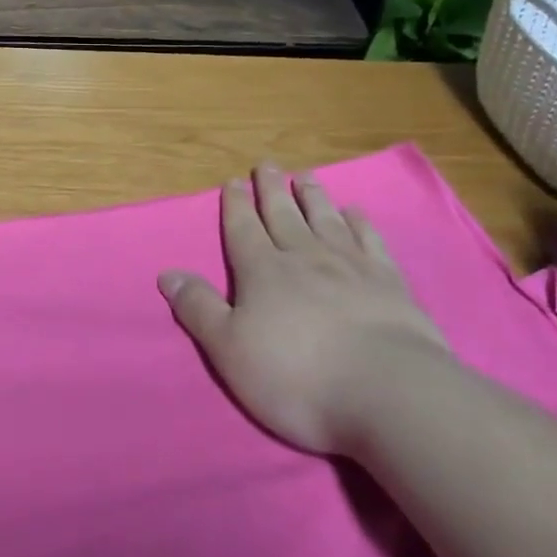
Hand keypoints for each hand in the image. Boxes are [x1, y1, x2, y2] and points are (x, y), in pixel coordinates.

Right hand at [159, 164, 451, 455]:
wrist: (387, 392)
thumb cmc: (296, 375)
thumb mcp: (229, 349)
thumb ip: (199, 309)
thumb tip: (167, 273)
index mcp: (262, 272)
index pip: (243, 229)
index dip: (235, 205)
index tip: (233, 181)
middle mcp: (304, 257)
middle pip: (283, 215)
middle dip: (271, 190)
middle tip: (268, 165)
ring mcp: (350, 266)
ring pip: (325, 219)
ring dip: (313, 196)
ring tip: (306, 176)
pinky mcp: (389, 283)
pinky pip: (370, 240)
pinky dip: (360, 223)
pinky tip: (355, 212)